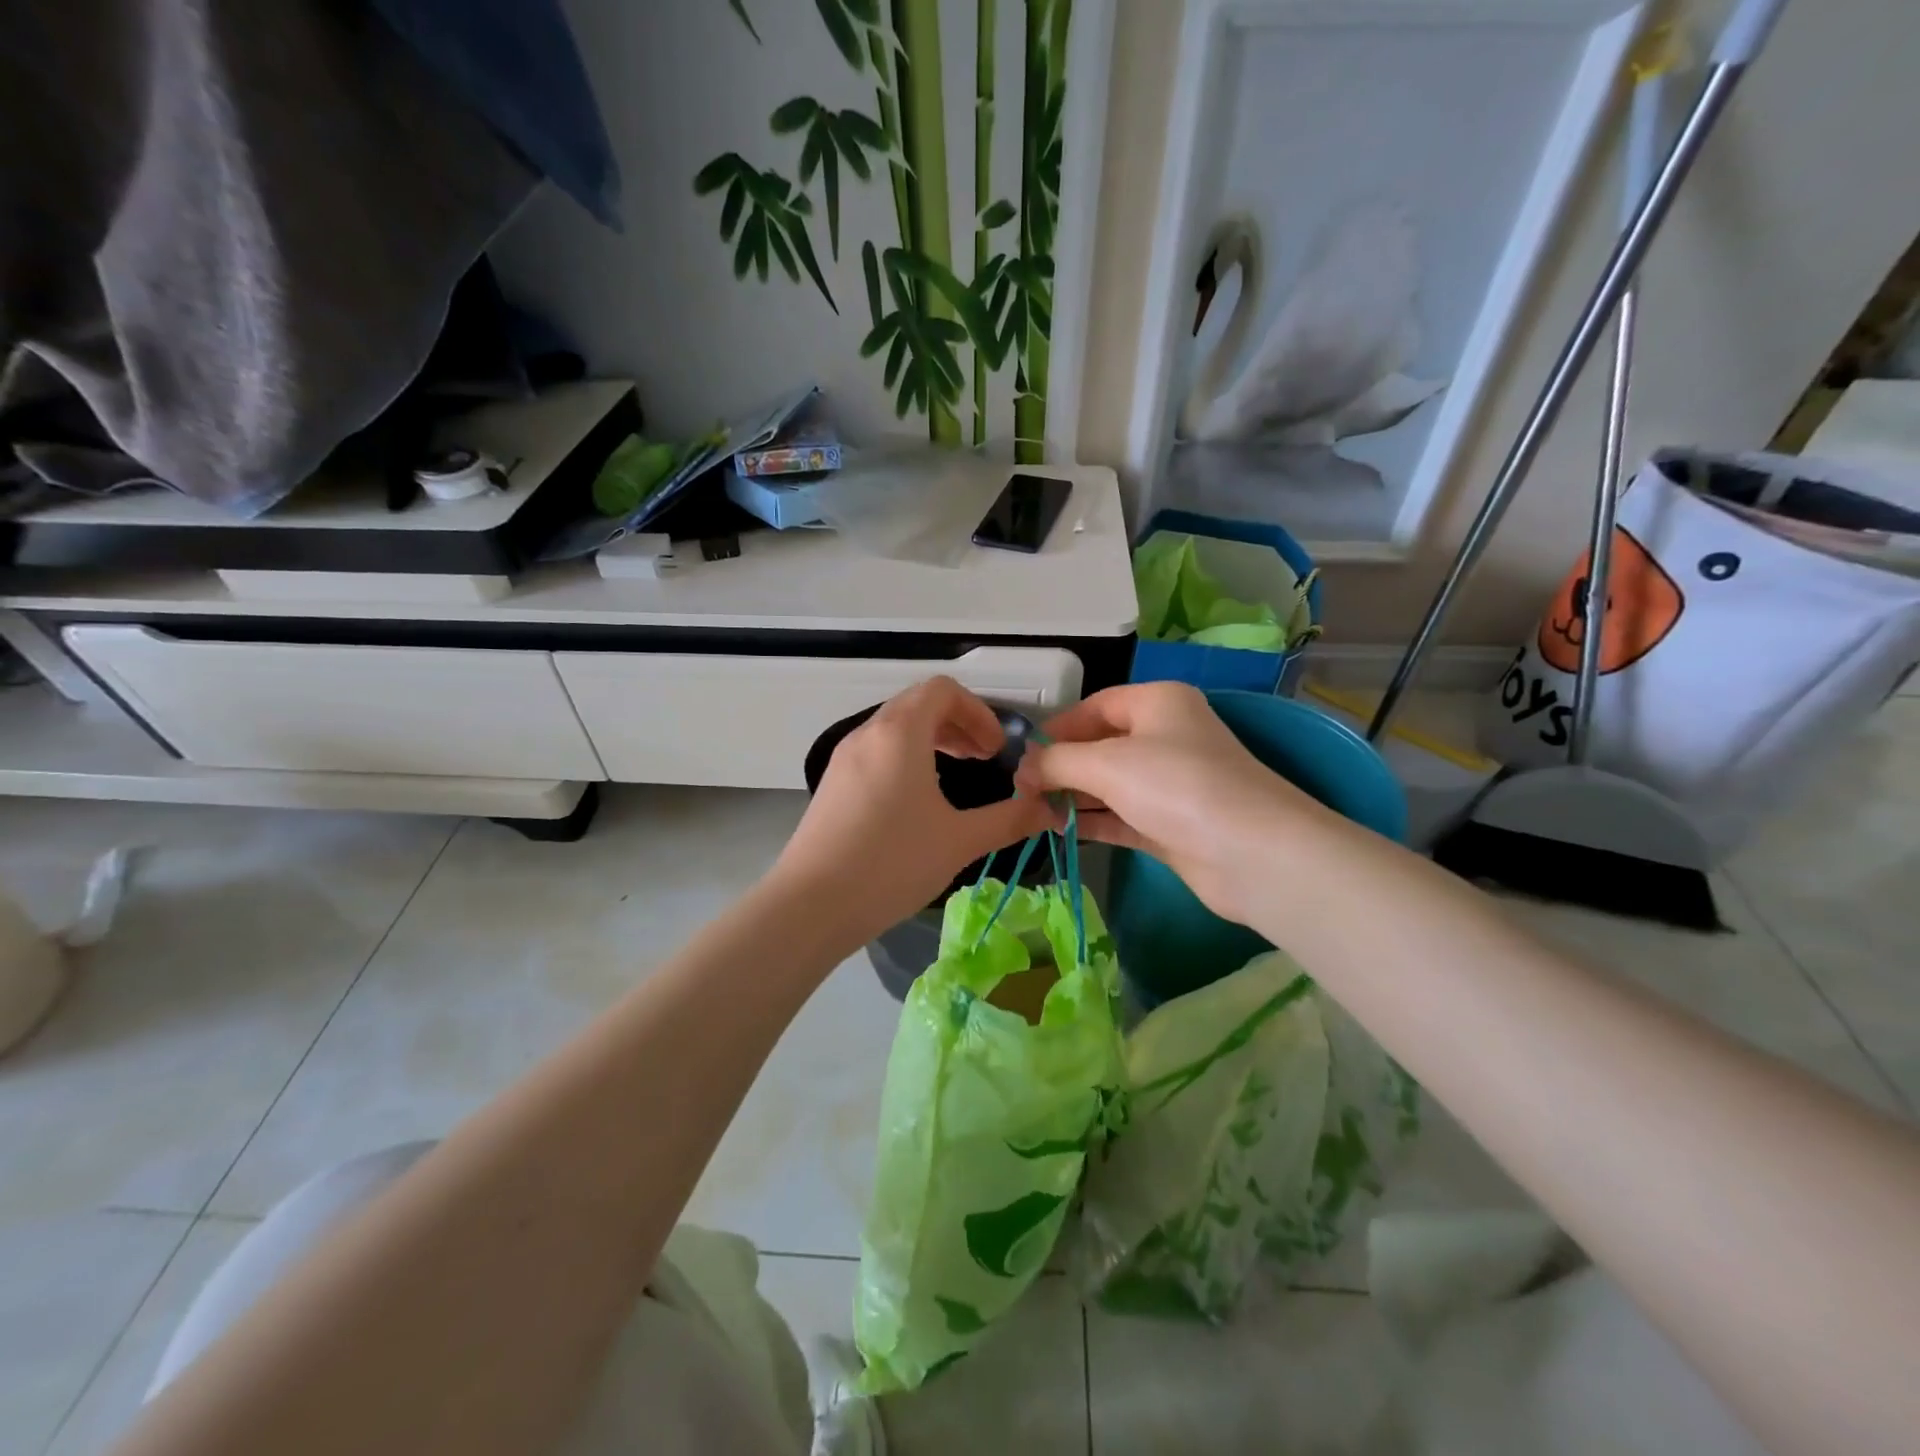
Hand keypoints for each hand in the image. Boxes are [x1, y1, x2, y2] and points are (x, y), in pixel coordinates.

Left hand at [765, 678, 1056, 948]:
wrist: (811, 905)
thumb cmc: (892, 863)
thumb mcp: (959, 841)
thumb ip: (1009, 819)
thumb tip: (1050, 810)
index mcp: (900, 732)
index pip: (943, 690)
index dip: (979, 712)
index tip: (997, 750)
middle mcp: (868, 733)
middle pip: (918, 704)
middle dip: (958, 724)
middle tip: (984, 759)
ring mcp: (844, 758)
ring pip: (895, 727)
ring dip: (931, 740)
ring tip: (956, 774)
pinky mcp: (832, 784)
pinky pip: (876, 751)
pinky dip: (906, 757)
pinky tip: (918, 800)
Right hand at [1015, 682, 1341, 926]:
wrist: (1252, 853)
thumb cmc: (1176, 786)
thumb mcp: (1106, 763)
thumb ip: (1056, 761)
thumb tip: (1022, 769)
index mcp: (1157, 702)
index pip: (1094, 706)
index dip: (1055, 728)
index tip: (1020, 755)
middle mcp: (1166, 736)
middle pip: (1100, 745)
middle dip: (1060, 765)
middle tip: (1021, 789)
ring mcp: (1171, 783)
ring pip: (1110, 784)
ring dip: (1072, 796)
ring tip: (1031, 811)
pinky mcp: (1172, 824)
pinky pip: (1121, 816)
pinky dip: (1092, 821)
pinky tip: (1058, 830)